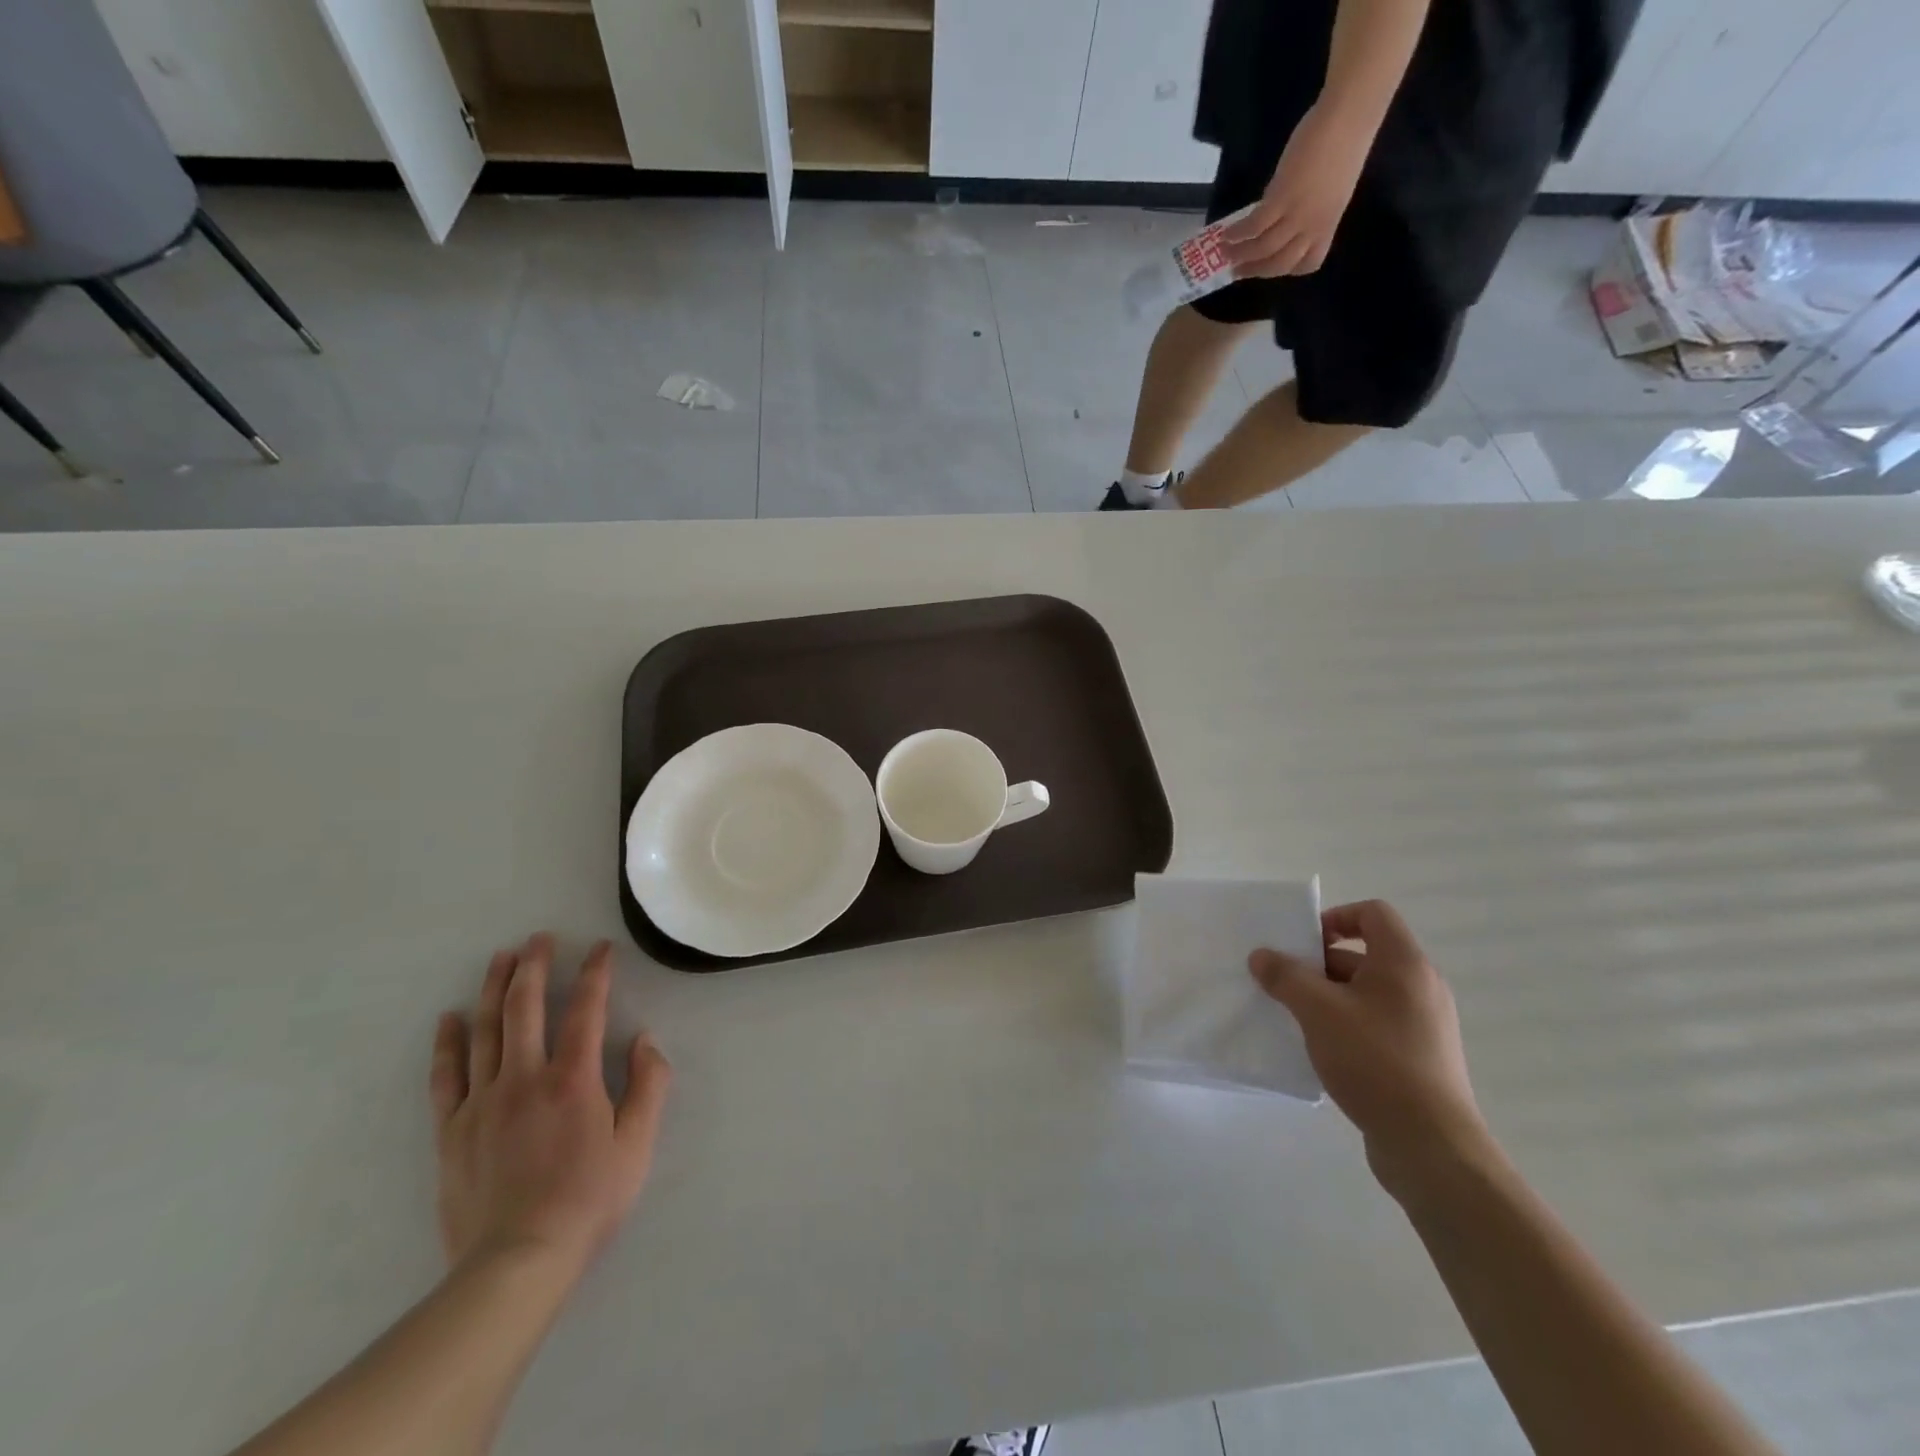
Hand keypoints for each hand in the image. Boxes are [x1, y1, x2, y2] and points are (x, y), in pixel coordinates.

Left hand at [430, 935, 671, 1277]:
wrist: (516, 1263)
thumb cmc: (587, 1200)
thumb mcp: (638, 1144)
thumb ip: (649, 1086)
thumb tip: (645, 1040)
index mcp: (573, 1078)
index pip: (586, 1010)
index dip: (596, 974)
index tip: (601, 948)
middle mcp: (525, 1077)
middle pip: (525, 1007)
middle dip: (535, 966)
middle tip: (539, 938)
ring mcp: (482, 1102)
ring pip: (485, 1030)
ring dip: (493, 989)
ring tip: (501, 958)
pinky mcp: (452, 1130)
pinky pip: (446, 1076)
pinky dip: (447, 1043)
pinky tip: (448, 1018)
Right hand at [1223, 103, 1374, 277]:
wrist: (1350, 114)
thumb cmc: (1346, 141)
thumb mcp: (1331, 188)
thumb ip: (1308, 207)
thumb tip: (1278, 212)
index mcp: (1329, 224)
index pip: (1309, 262)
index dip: (1289, 270)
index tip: (1271, 265)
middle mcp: (1313, 226)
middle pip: (1280, 263)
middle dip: (1256, 270)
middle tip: (1237, 270)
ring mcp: (1298, 214)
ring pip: (1264, 249)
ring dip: (1240, 254)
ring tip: (1224, 252)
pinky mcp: (1282, 197)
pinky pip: (1255, 225)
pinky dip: (1238, 233)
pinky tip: (1226, 232)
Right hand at [1249, 900, 1488, 1199]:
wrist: (1431, 1146)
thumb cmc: (1375, 1061)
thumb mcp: (1318, 1011)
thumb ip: (1285, 977)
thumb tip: (1261, 956)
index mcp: (1404, 964)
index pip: (1373, 913)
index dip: (1336, 917)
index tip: (1304, 944)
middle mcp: (1422, 987)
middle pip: (1366, 954)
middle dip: (1321, 964)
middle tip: (1287, 983)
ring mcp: (1425, 1024)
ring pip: (1368, 992)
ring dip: (1330, 997)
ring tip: (1296, 1018)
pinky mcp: (1422, 1057)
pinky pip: (1377, 1023)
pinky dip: (1347, 1025)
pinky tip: (1322, 1050)